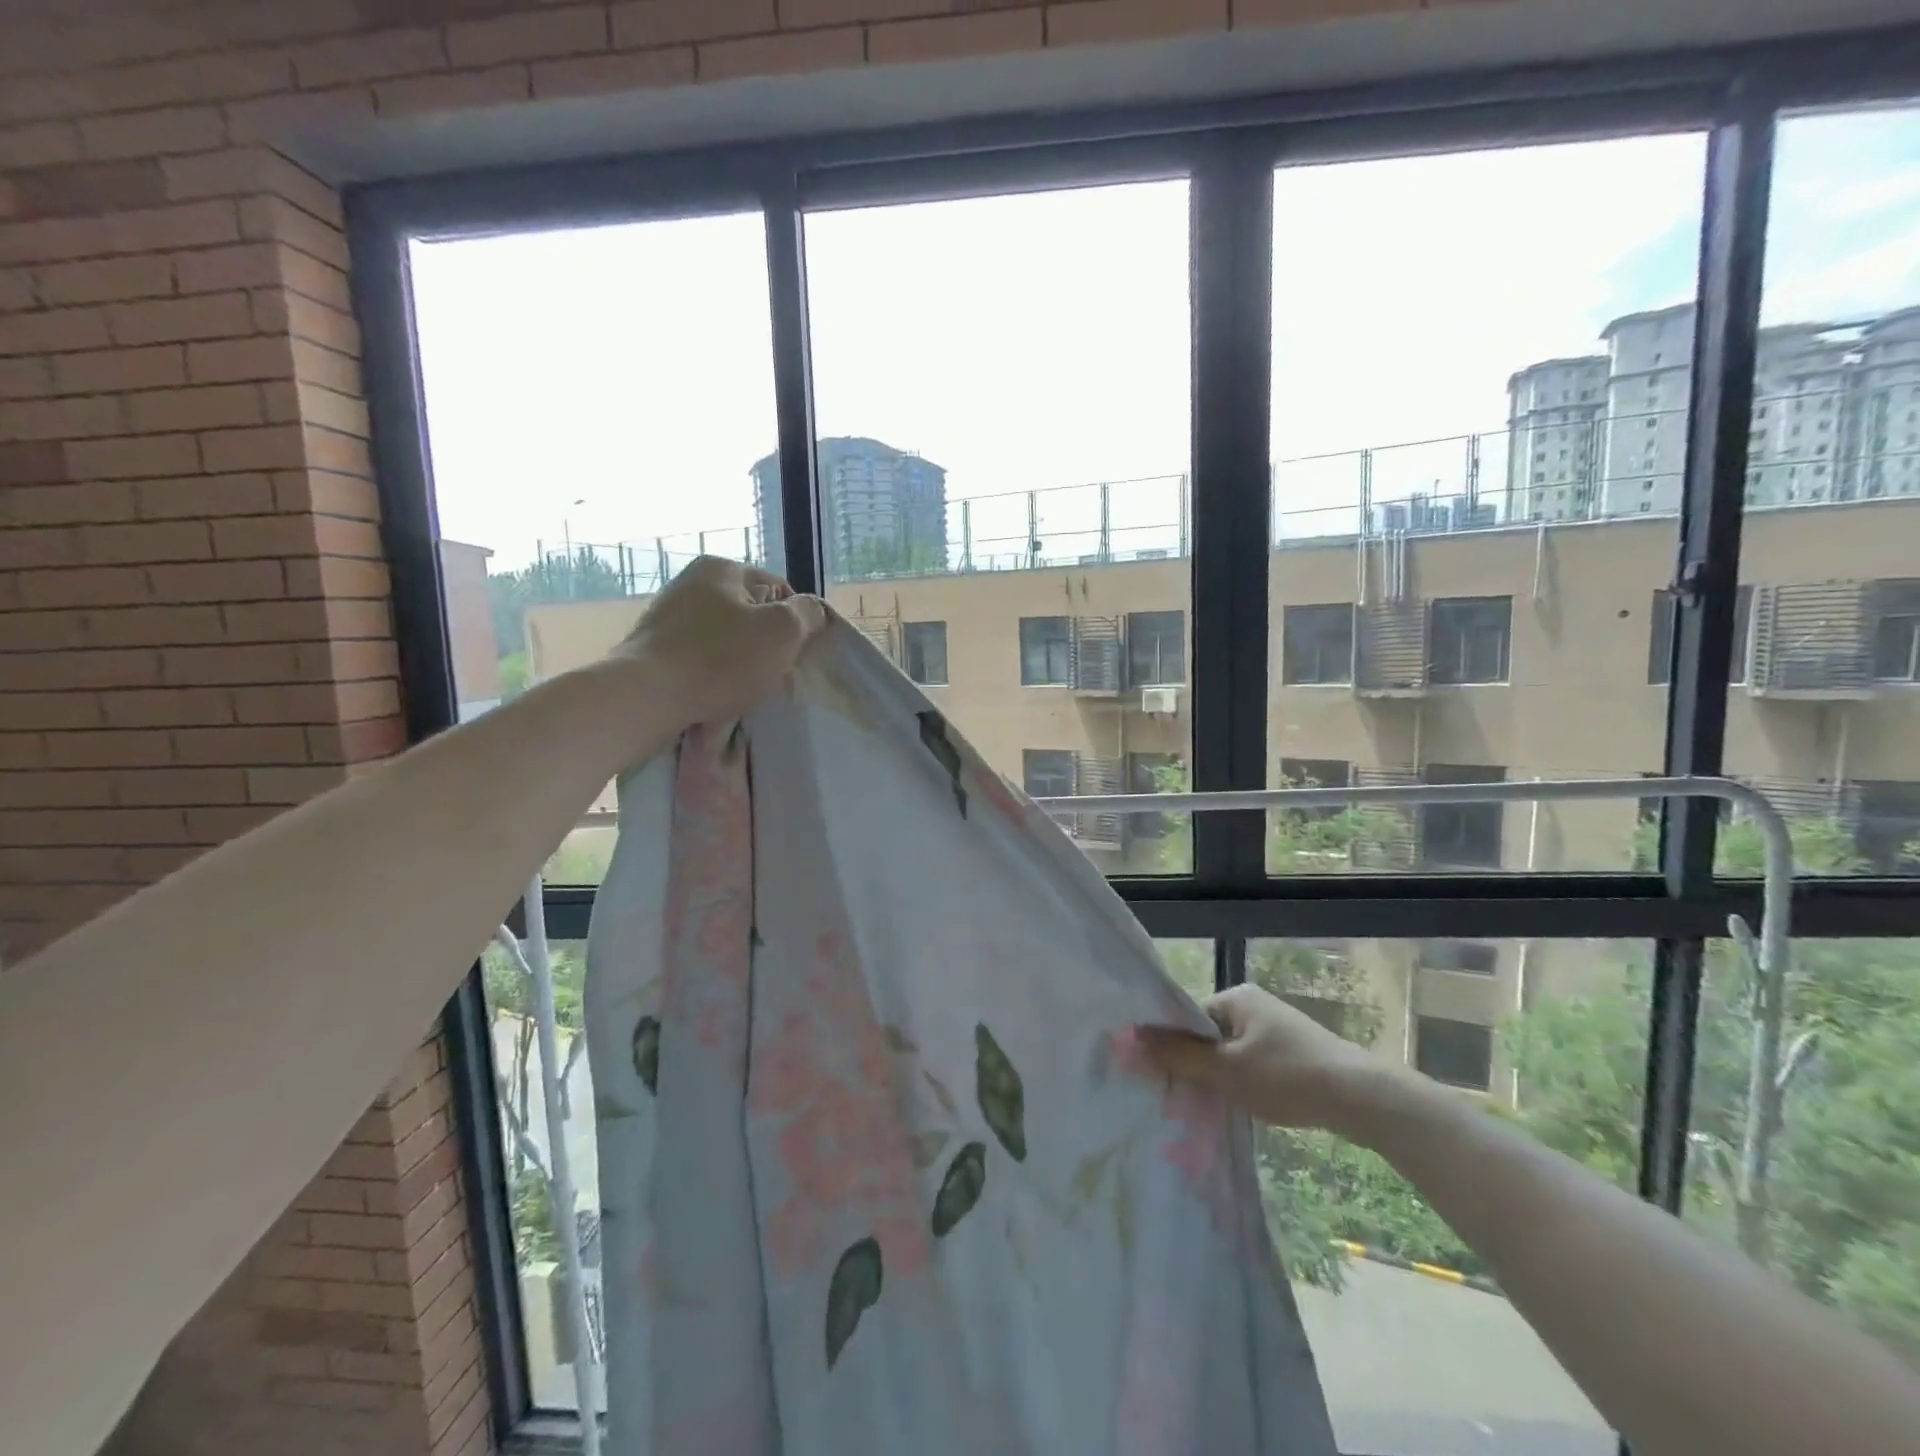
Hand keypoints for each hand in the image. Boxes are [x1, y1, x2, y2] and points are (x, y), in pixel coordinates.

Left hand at [618, 556, 826, 729]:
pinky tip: (716, 697)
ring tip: (744, 691)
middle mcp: (691, 583)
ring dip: (739, 664)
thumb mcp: (782, 632)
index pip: (778, 589)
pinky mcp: (653, 649)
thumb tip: (811, 610)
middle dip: (765, 644)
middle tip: (773, 675)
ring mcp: (667, 615)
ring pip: (724, 640)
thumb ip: (807, 614)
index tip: (796, 654)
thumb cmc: (722, 660)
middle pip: (750, 615)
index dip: (796, 623)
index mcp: (722, 569)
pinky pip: (698, 659)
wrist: (647, 697)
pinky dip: (712, 676)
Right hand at [1137, 984, 1403, 1142]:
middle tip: (1184, 1098)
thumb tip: (1132, 1037)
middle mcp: (1254, 1006)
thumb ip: (1178, 1056)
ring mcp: (1277, 1030)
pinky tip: (1245, 1108)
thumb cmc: (1287, 1076)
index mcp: (1236, 997)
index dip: (1172, 1045)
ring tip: (1213, 1107)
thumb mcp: (1225, 1070)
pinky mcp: (1295, 1054)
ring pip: (1232, 1054)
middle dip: (1197, 1066)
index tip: (1162, 1077)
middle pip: (1209, 1035)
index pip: (1188, 1017)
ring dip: (1221, 1078)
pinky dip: (1245, 1084)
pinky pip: (1254, 1065)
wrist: (1363, 1099)